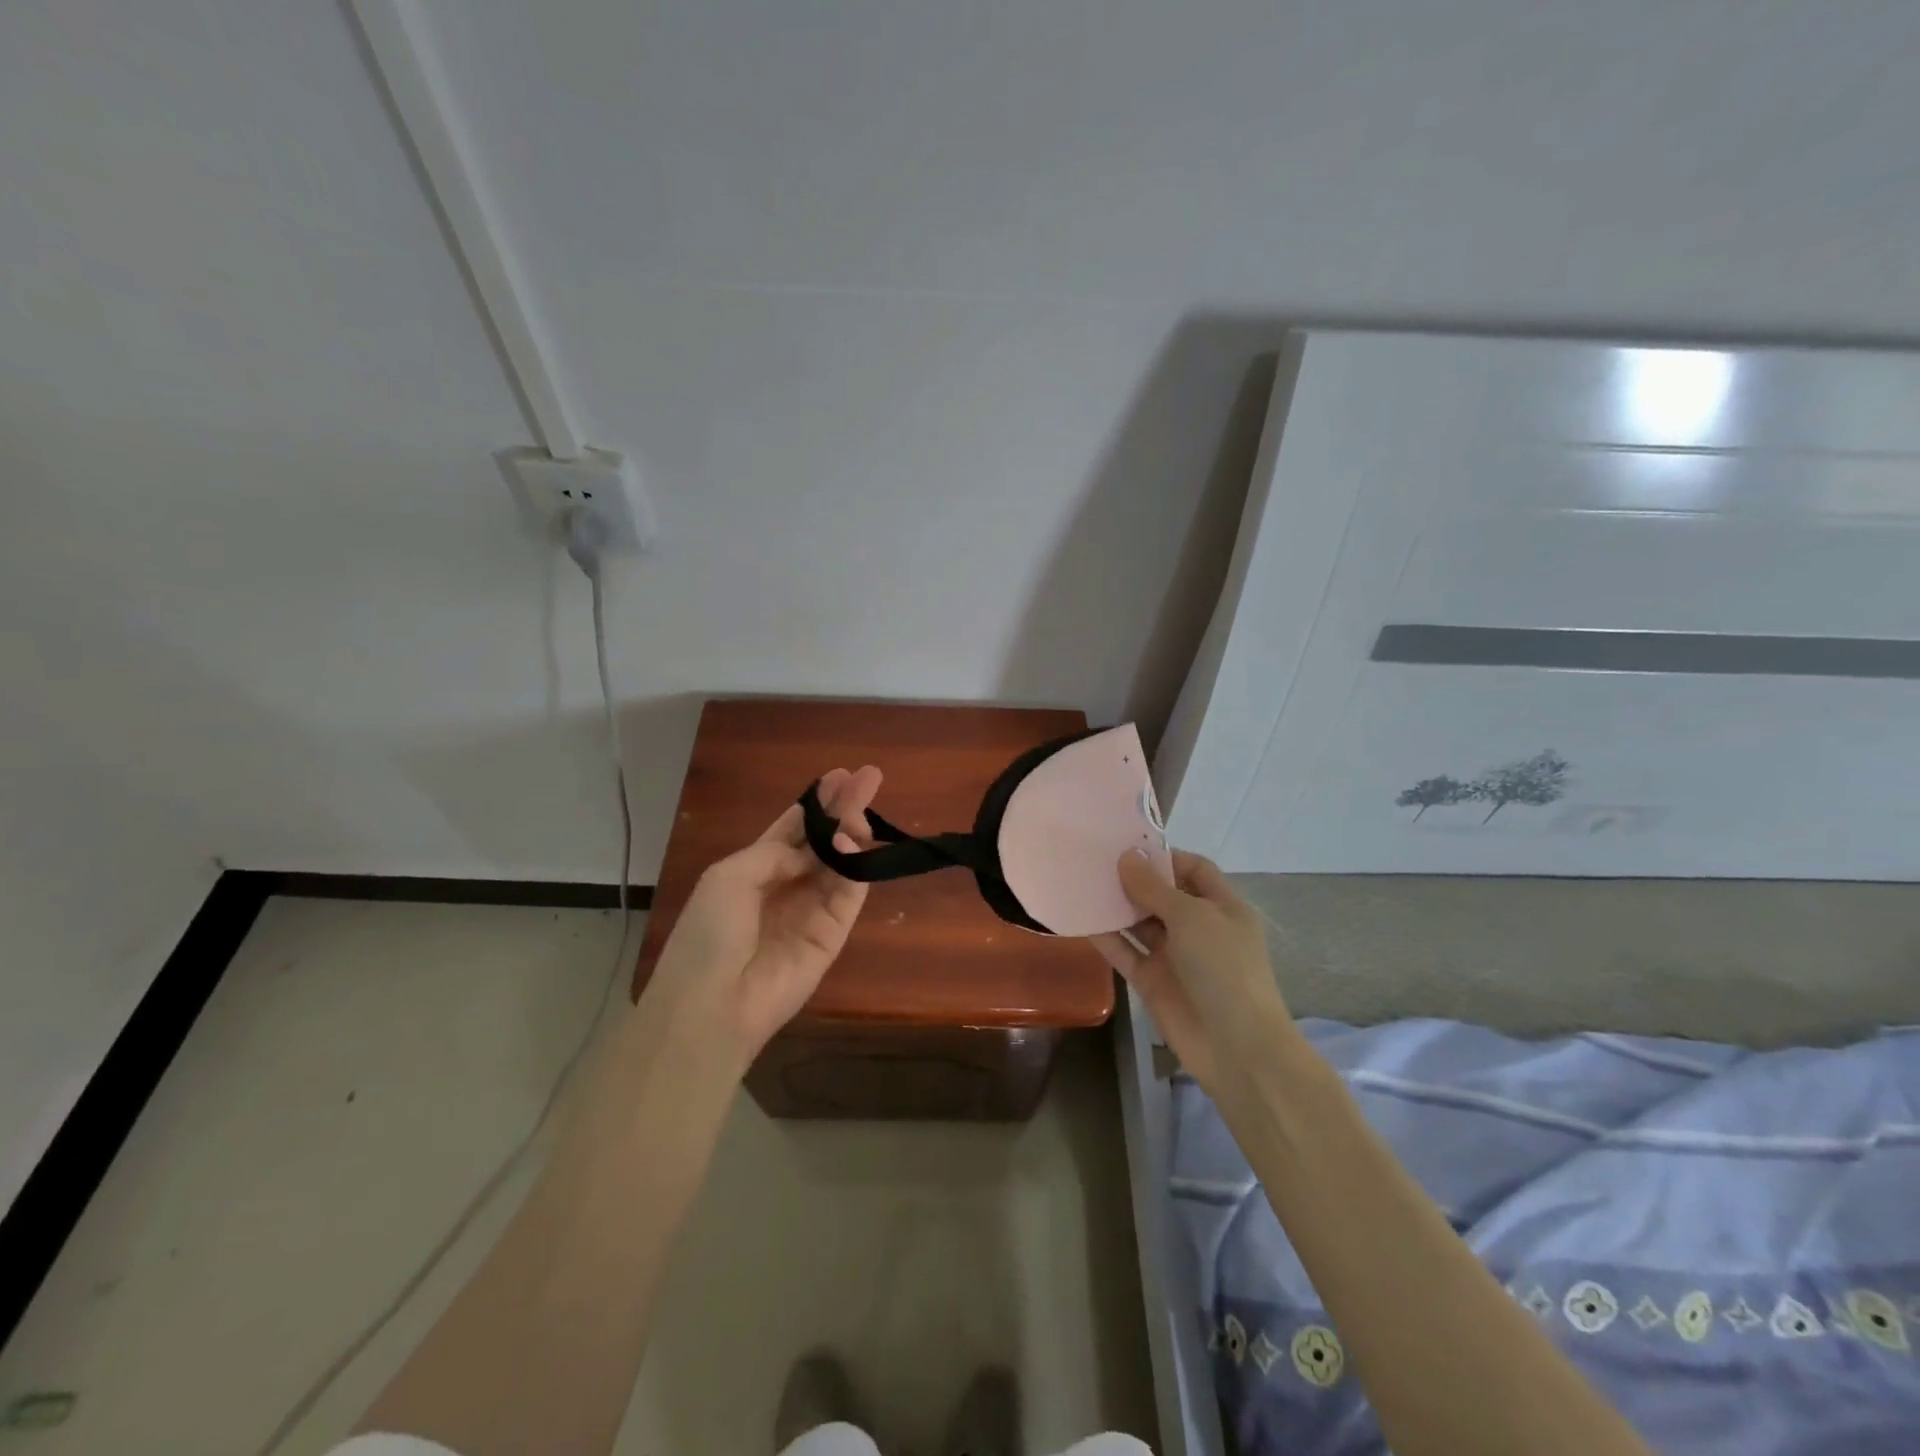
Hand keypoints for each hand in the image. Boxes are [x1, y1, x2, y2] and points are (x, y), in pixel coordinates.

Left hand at [643, 765, 883, 1072]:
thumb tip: (812, 850)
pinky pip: (848, 895)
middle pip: (822, 840)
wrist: (712, 1005)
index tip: (840, 776)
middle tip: (870, 777)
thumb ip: (775, 852)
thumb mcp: (729, 876)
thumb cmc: (709, 934)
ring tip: (862, 809)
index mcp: (753, 870)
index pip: (792, 829)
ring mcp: (810, 911)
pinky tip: (851, 844)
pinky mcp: (832, 936)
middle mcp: (785, 886)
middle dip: (844, 809)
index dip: (816, 803)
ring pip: (840, 863)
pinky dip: (855, 868)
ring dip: (852, 833)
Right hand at [1092, 848, 1299, 1099]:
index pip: (1193, 868)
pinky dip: (1105, 937)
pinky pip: (1125, 952)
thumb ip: (1154, 888)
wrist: (1236, 1048)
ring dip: (1115, 906)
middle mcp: (1197, 927)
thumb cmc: (1224, 969)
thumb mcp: (1192, 918)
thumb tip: (1126, 857)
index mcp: (1221, 906)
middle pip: (1161, 893)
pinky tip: (1080, 918)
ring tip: (1081, 882)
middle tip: (1094, 860)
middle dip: (1132, 878)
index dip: (1164, 856)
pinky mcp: (1152, 980)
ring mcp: (1173, 955)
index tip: (1127, 846)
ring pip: (1139, 922)